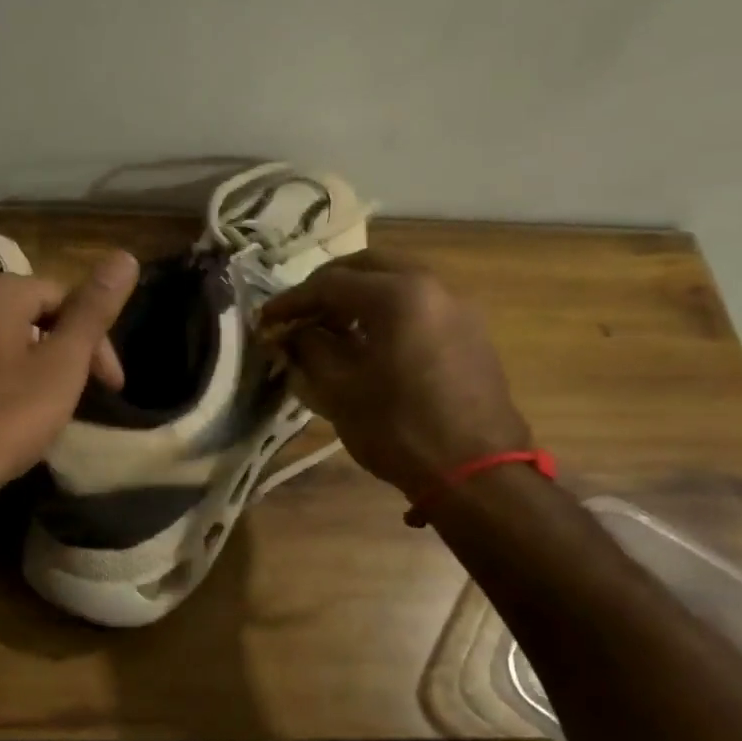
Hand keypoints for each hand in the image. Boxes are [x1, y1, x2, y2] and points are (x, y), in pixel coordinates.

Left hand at [0, 250, 139, 527]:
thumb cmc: (4, 418)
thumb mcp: (62, 365)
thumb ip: (93, 311)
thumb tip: (125, 256)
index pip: (62, 296)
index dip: (95, 339)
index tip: (111, 385)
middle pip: (30, 314)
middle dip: (65, 350)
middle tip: (85, 395)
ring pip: (3, 339)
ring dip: (36, 365)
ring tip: (52, 406)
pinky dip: (3, 377)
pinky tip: (10, 413)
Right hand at [261, 252, 529, 499]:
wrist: (476, 473)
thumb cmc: (398, 429)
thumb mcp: (339, 389)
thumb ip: (309, 348)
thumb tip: (292, 333)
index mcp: (397, 295)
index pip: (330, 283)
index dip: (291, 300)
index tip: (265, 319)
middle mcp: (432, 287)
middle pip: (367, 268)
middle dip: (327, 287)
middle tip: (299, 314)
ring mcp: (457, 308)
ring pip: (396, 283)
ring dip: (358, 298)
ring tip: (330, 330)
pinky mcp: (470, 333)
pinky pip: (418, 306)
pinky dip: (386, 313)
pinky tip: (368, 344)